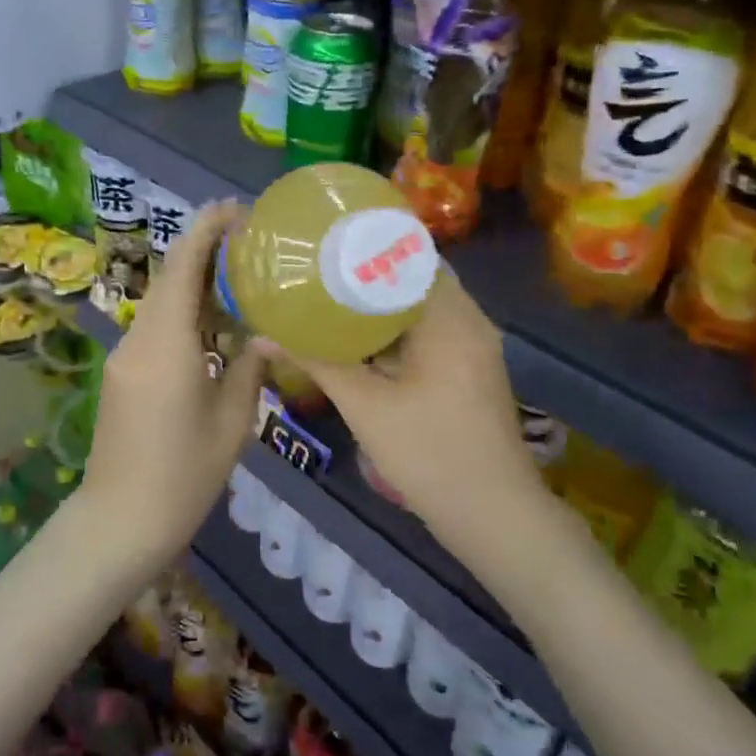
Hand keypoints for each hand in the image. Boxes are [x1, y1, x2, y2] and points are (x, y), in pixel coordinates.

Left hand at [83, 202, 268, 566]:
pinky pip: (155, 326)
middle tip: (249, 242)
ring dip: (194, 281)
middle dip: (203, 250)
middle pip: (168, 278)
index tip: (235, 210)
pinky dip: (184, 311)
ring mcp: (125, 356)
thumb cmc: (183, 476)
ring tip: (240, 275)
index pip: (181, 268)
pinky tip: (214, 321)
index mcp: (167, 346)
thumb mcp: (231, 423)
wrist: (119, 521)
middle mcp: (139, 340)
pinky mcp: (122, 373)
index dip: (205, 231)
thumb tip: (268, 335)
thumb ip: (249, 369)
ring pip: (161, 301)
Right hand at [274, 270, 545, 540]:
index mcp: (450, 318)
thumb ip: (316, 363)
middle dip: (369, 273)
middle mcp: (469, 322)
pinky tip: (360, 338)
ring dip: (384, 303)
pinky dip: (399, 329)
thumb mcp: (365, 406)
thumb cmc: (429, 453)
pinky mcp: (471, 371)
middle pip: (416, 279)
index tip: (327, 240)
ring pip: (424, 308)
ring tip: (331, 294)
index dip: (368, 244)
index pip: (412, 255)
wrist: (494, 516)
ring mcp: (474, 348)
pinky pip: (432, 332)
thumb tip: (262, 335)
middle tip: (319, 268)